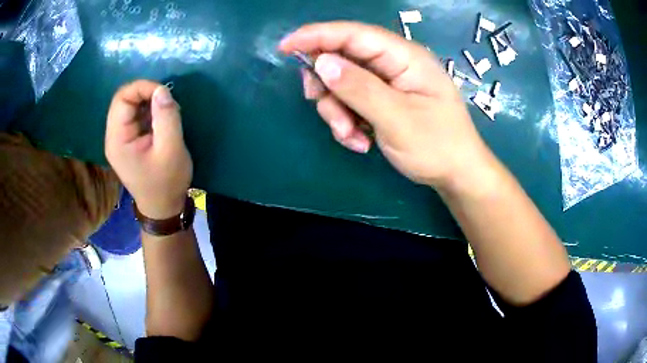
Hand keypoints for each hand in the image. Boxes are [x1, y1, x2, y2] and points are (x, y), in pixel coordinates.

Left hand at [105, 80, 191, 218]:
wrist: (163, 208)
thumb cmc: (166, 182)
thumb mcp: (172, 149)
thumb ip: (167, 117)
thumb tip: (162, 90)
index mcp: (117, 140)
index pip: (122, 99)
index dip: (142, 87)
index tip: (164, 93)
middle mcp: (114, 136)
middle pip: (124, 100)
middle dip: (147, 94)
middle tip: (167, 102)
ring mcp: (120, 139)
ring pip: (130, 106)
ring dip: (150, 102)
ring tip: (168, 114)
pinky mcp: (128, 140)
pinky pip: (136, 115)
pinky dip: (150, 111)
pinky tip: (162, 121)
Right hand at [280, 22, 493, 190]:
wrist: (456, 174)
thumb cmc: (437, 146)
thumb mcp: (397, 119)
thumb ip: (359, 88)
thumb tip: (321, 62)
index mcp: (403, 56)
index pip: (353, 34)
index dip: (316, 36)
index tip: (284, 47)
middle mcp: (393, 63)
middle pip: (342, 59)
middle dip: (328, 88)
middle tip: (327, 112)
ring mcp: (387, 81)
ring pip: (341, 84)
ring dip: (338, 112)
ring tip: (352, 137)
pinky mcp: (382, 99)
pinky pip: (351, 102)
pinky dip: (348, 121)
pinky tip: (360, 141)